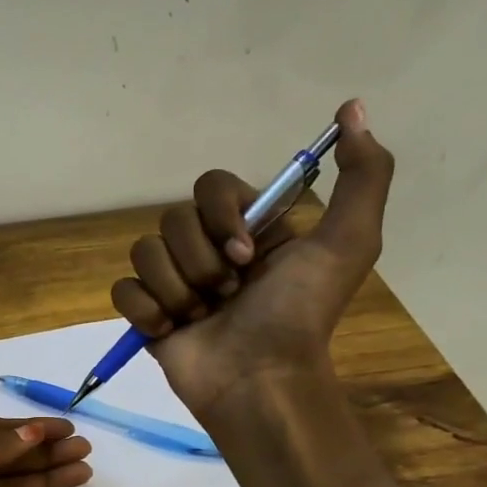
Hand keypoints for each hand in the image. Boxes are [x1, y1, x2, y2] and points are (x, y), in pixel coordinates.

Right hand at [111, 98, 394, 421]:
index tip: (246, 254)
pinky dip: (145, 310)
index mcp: (249, 229)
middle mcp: (208, 250)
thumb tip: (353, 107)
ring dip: (176, 288)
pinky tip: (170, 331)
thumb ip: (363, 175)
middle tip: (227, 295)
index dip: (221, 215)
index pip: (210, 187)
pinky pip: (123, 290)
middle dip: (200, 261)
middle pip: (172, 220)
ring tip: (200, 317)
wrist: (258, 379)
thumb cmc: (298, 314)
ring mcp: (174, 283)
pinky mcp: (146, 315)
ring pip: (144, 253)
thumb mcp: (349, 242)